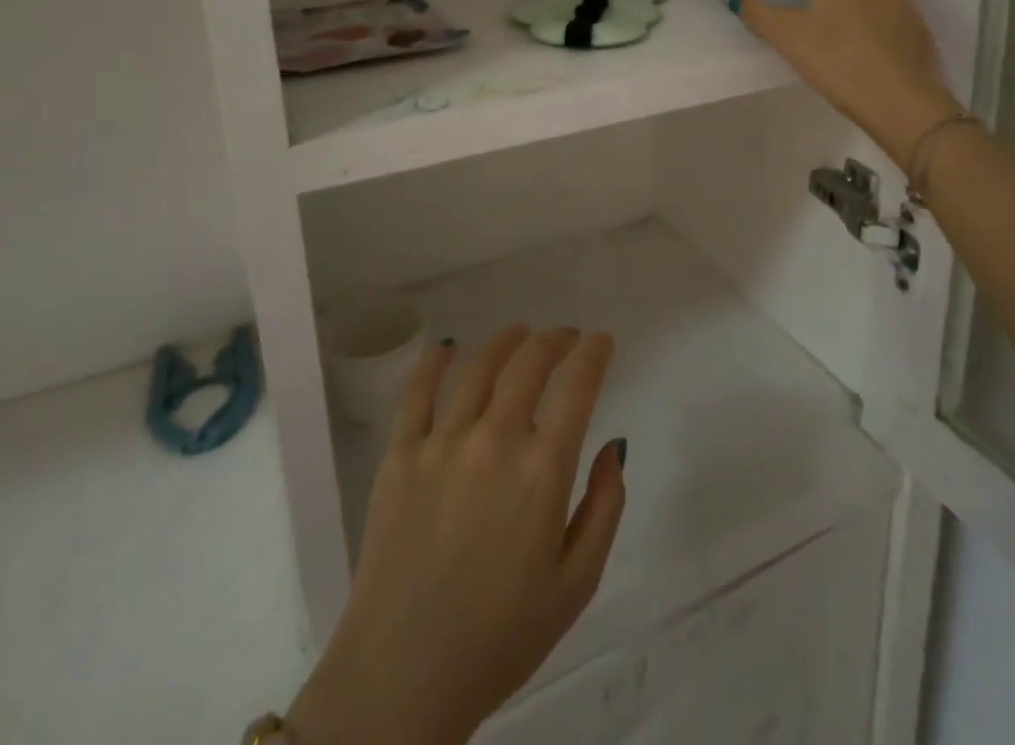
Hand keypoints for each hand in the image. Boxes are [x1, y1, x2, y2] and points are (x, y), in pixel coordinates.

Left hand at [286, 325, 625, 744]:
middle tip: (565, 337)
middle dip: (554, 341)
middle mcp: (493, 441)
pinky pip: (417, 393)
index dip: (593, 355)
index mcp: (541, 472)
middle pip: (528, 364)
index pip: (577, 389)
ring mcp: (441, 444)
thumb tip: (614, 446)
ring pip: (478, 367)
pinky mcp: (399, 456)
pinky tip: (447, 348)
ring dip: (505, 342)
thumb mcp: (576, 585)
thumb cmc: (500, 638)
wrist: (402, 680)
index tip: (601, 341)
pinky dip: (434, 362)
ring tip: (519, 333)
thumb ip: (604, 508)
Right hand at [740, 0, 959, 167]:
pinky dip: (888, 21)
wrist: (893, 96)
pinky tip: (875, 44)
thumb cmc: (834, 56)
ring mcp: (904, 7)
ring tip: (853, 17)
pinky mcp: (919, 34)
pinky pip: (901, 17)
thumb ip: (760, 15)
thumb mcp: (786, 37)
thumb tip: (741, 0)